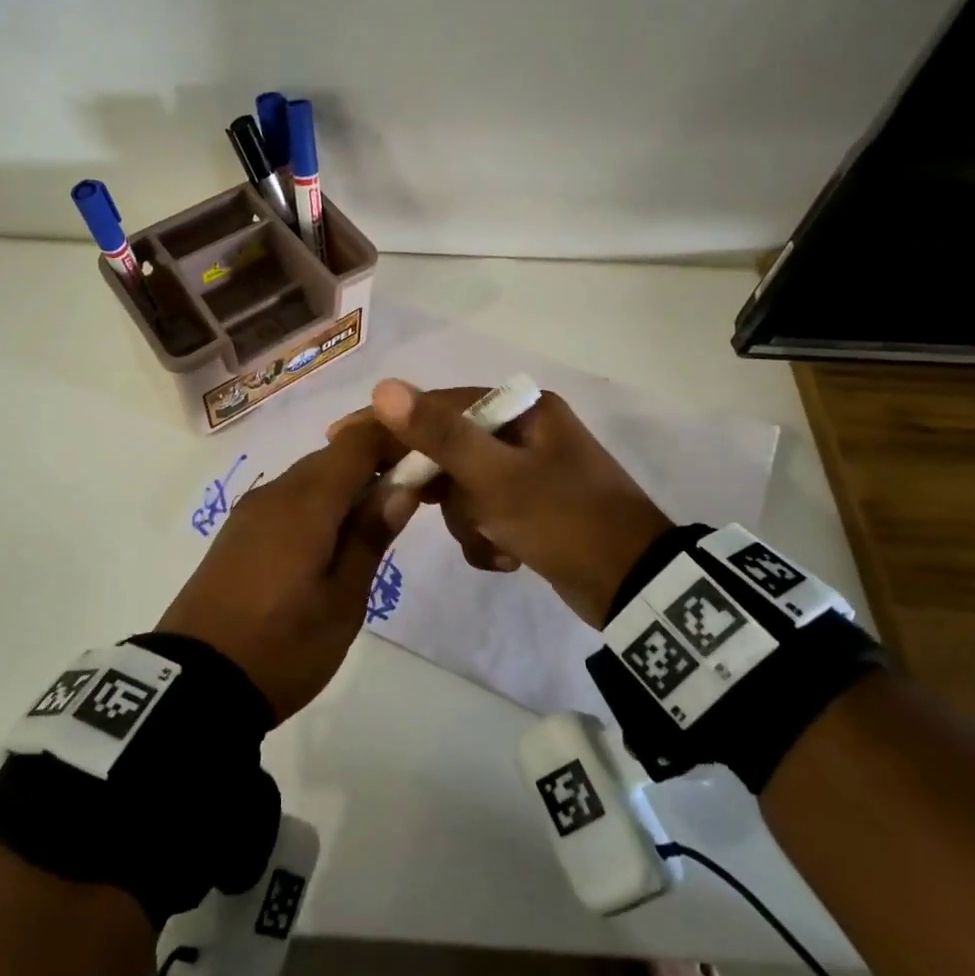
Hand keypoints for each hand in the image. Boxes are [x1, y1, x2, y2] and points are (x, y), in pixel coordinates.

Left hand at [156, 419, 409, 721]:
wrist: (195, 684)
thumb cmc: (283, 646)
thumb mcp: (342, 601)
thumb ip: (370, 536)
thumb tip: (402, 486)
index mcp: (305, 503)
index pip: (356, 442)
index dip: (393, 439)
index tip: (426, 459)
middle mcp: (275, 492)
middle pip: (332, 456)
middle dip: (374, 464)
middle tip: (409, 498)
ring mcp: (251, 510)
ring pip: (309, 476)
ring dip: (346, 485)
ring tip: (375, 523)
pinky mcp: (238, 531)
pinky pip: (288, 498)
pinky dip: (318, 503)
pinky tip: (333, 539)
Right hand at [340, 381, 674, 627]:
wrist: (633, 588)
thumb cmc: (564, 521)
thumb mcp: (496, 478)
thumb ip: (439, 434)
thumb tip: (384, 387)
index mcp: (522, 411)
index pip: (438, 405)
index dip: (390, 422)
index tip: (340, 438)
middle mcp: (523, 433)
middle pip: (450, 450)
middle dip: (441, 488)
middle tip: (408, 506)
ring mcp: (528, 473)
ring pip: (463, 489)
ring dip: (469, 521)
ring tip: (497, 541)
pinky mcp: (530, 508)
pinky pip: (484, 515)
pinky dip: (487, 538)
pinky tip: (510, 556)